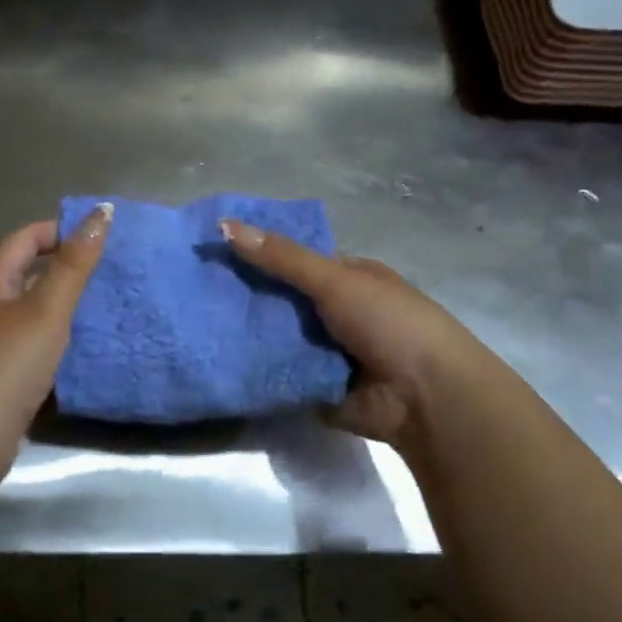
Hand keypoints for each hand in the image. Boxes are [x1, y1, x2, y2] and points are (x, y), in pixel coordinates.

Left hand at [0, 208, 113, 466]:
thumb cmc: (5, 367)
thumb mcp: (46, 310)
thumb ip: (74, 264)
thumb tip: (101, 211)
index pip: (25, 238)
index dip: (61, 230)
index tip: (103, 239)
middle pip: (29, 273)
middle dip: (69, 268)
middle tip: (114, 272)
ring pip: (33, 311)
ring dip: (67, 306)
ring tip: (109, 306)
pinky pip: (34, 344)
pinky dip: (60, 340)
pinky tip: (86, 350)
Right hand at [221, 218, 484, 452]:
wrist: (426, 397)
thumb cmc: (389, 323)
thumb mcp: (335, 280)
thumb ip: (282, 257)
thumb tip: (224, 224)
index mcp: (349, 278)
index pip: (295, 260)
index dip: (259, 254)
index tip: (214, 251)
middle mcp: (338, 312)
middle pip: (283, 300)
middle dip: (247, 298)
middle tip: (196, 291)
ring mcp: (328, 352)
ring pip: (279, 338)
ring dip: (249, 336)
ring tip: (195, 326)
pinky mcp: (318, 387)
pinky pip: (281, 374)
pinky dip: (259, 371)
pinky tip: (218, 362)